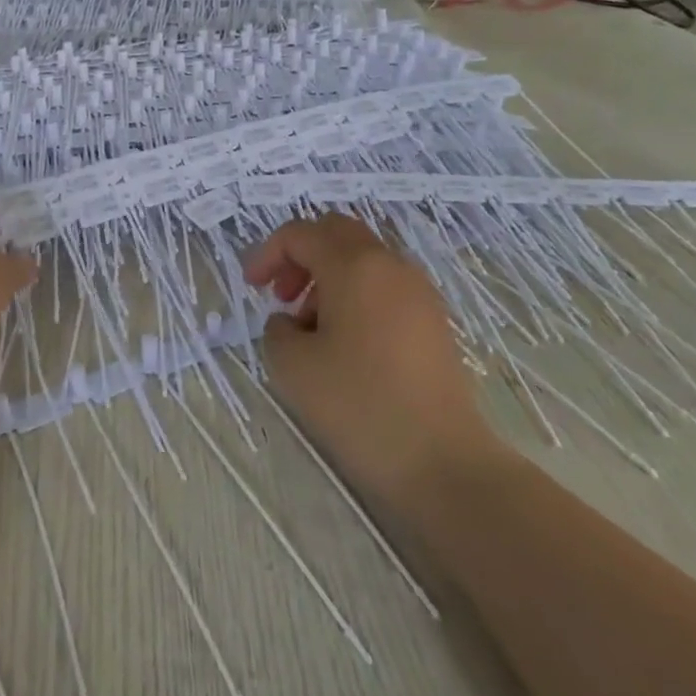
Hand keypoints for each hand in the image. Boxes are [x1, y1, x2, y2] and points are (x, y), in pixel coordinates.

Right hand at [246, 214, 500, 500]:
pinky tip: (347, 344)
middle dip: (302, 255)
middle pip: (337, 233)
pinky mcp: (434, 320)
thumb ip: (277, 328)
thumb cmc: (359, 405)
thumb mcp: (292, 366)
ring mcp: (419, 291)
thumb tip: (291, 321)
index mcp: (353, 265)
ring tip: (312, 329)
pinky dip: (357, 295)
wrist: (443, 462)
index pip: (300, 234)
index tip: (252, 289)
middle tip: (283, 295)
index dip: (268, 254)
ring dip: (329, 277)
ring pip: (363, 258)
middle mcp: (389, 265)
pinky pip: (385, 285)